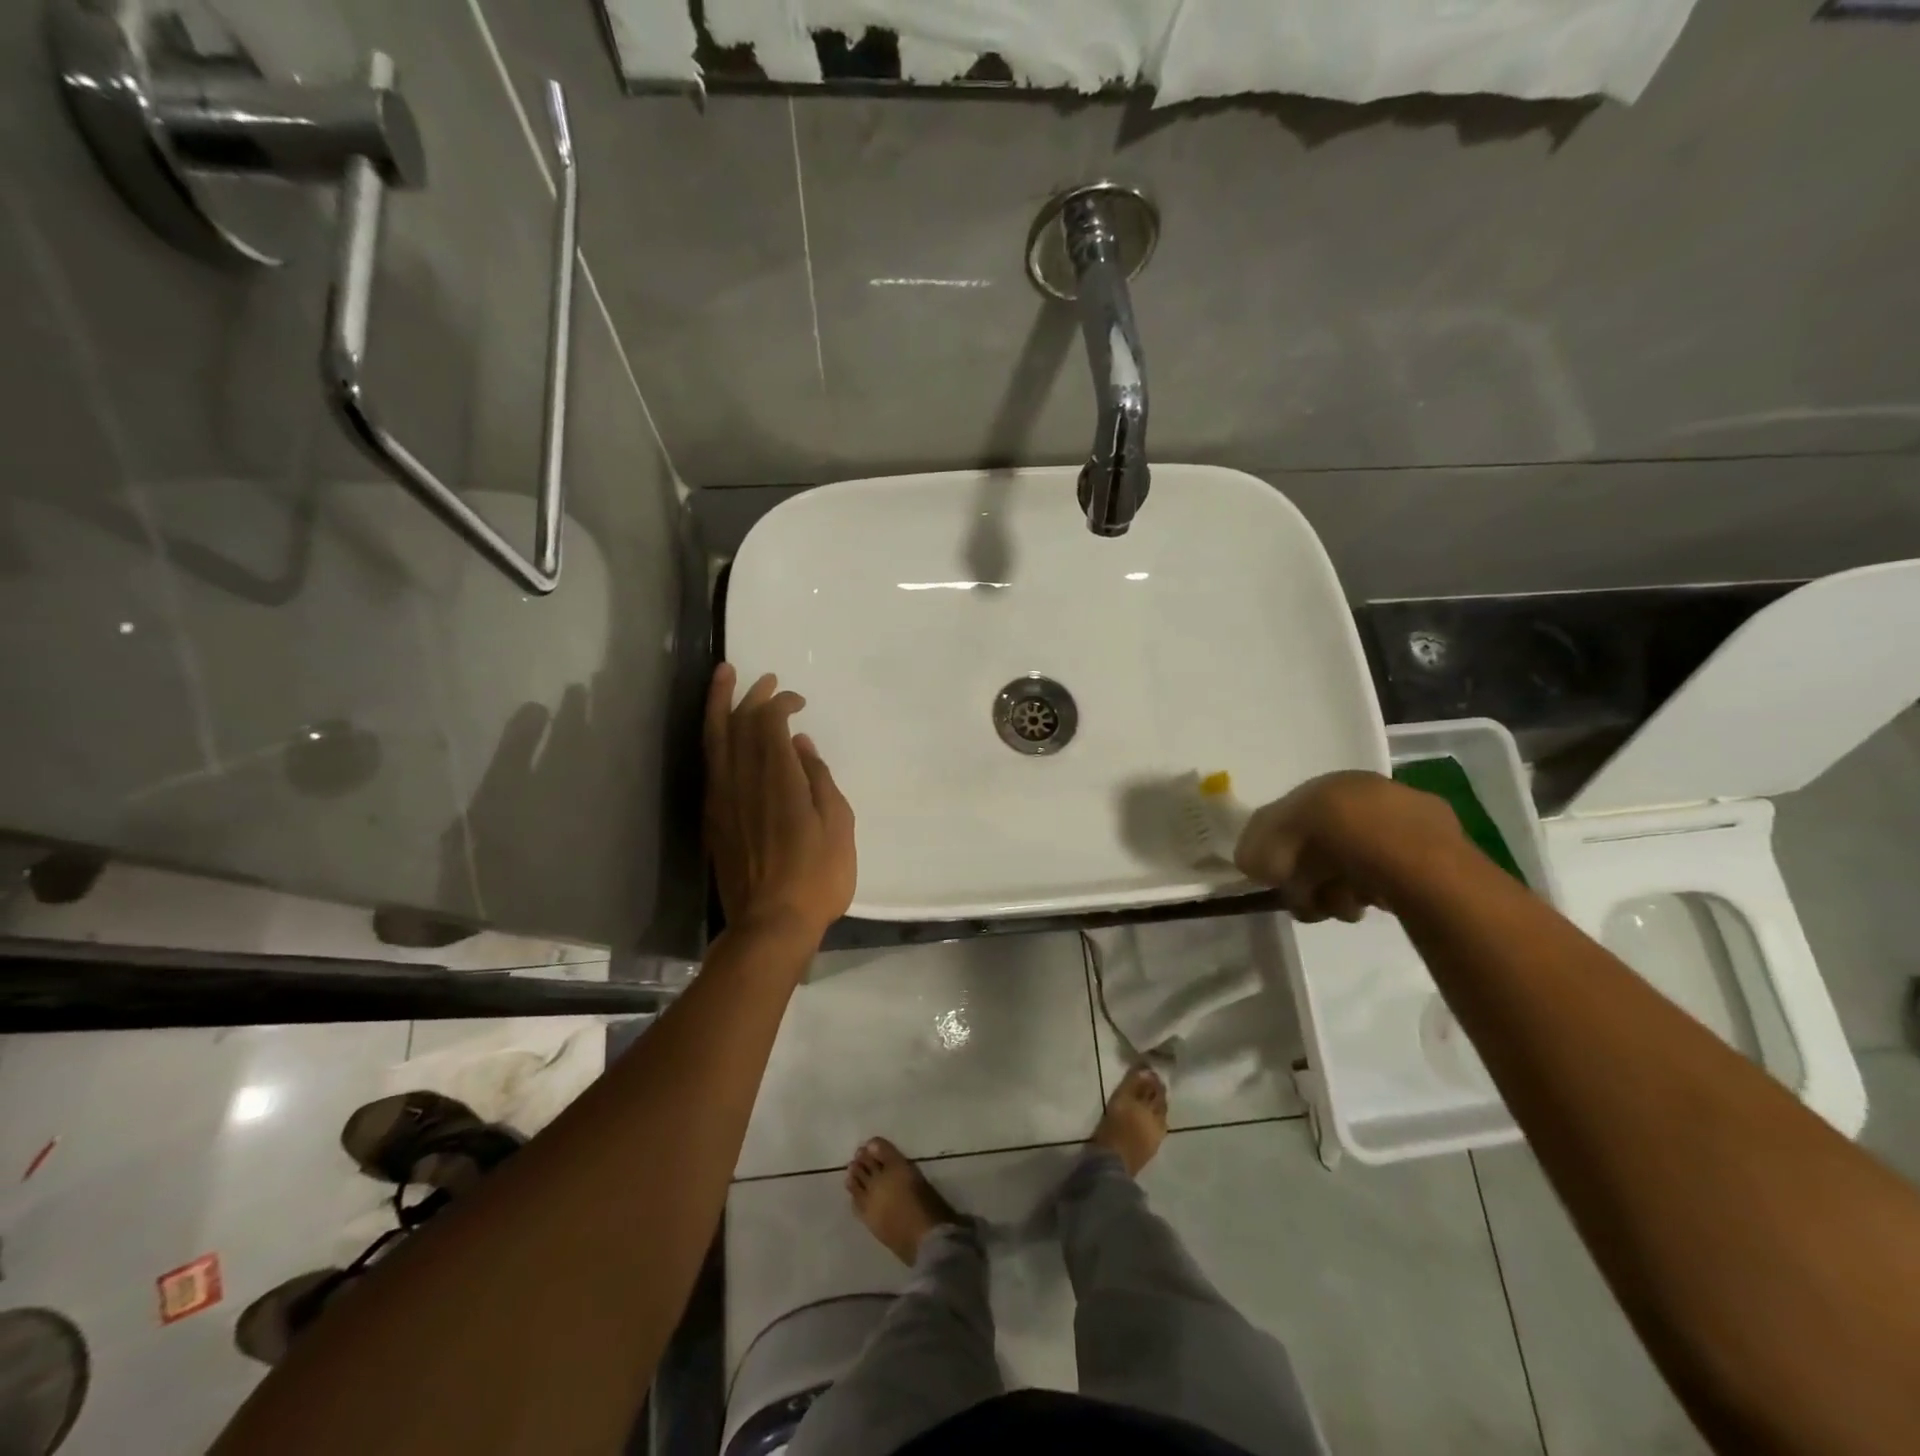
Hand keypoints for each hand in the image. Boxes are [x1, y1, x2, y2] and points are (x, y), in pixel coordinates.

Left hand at [704, 664, 856, 944]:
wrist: (770, 924)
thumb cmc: (817, 877)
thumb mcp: (839, 826)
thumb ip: (820, 779)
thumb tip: (802, 746)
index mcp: (780, 779)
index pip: (771, 723)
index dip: (781, 703)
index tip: (798, 701)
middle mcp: (744, 780)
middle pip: (739, 723)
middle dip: (751, 695)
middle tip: (764, 679)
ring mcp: (722, 799)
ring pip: (714, 739)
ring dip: (718, 705)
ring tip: (723, 678)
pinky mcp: (712, 818)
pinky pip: (709, 764)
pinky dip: (713, 738)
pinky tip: (719, 732)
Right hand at [1233, 770, 1461, 922]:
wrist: (1414, 857)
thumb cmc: (1335, 836)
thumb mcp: (1272, 837)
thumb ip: (1255, 848)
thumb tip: (1254, 863)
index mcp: (1335, 783)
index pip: (1294, 814)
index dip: (1277, 847)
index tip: (1273, 875)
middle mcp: (1372, 796)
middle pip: (1322, 844)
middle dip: (1307, 875)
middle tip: (1304, 898)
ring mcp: (1407, 827)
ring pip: (1351, 866)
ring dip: (1335, 891)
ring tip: (1340, 907)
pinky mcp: (1435, 862)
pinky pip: (1384, 882)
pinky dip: (1367, 896)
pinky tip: (1367, 905)